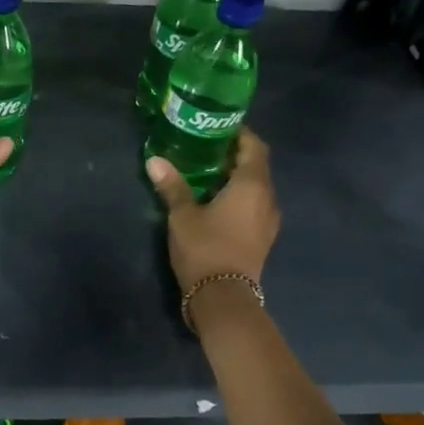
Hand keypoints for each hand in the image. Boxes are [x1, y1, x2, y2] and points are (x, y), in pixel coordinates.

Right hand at [145, 127, 279, 287]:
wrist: (223, 297)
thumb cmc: (205, 247)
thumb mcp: (182, 214)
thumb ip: (172, 186)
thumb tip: (155, 160)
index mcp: (252, 185)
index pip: (255, 147)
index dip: (240, 134)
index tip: (218, 127)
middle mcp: (267, 199)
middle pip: (257, 166)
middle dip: (235, 155)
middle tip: (206, 148)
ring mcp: (268, 221)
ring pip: (257, 188)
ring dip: (237, 178)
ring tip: (208, 173)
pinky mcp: (263, 238)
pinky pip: (254, 206)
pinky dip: (239, 197)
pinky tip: (216, 201)